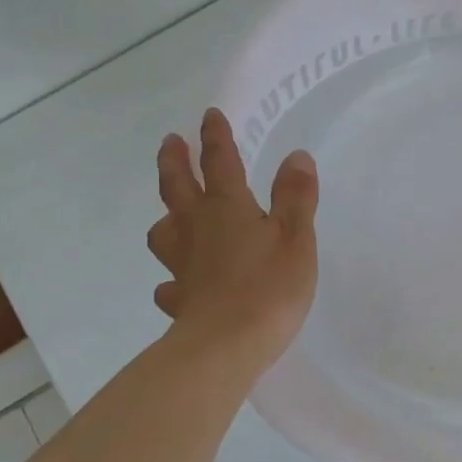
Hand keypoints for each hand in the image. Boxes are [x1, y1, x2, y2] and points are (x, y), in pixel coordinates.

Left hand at [147, 109, 318, 375]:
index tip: (210, 115)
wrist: (226, 346)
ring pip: (165, 233)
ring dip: (167, 217)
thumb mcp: (296, 238)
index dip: (216, 138)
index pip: (220, 163)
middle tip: (171, 142)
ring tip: (171, 215)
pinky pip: (170, 284)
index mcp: (227, 208)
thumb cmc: (269, 287)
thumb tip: (296, 156)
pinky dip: (173, 279)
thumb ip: (296, 197)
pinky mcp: (180, 300)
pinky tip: (178, 285)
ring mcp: (182, 265)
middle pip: (178, 187)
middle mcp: (197, 229)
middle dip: (176, 161)